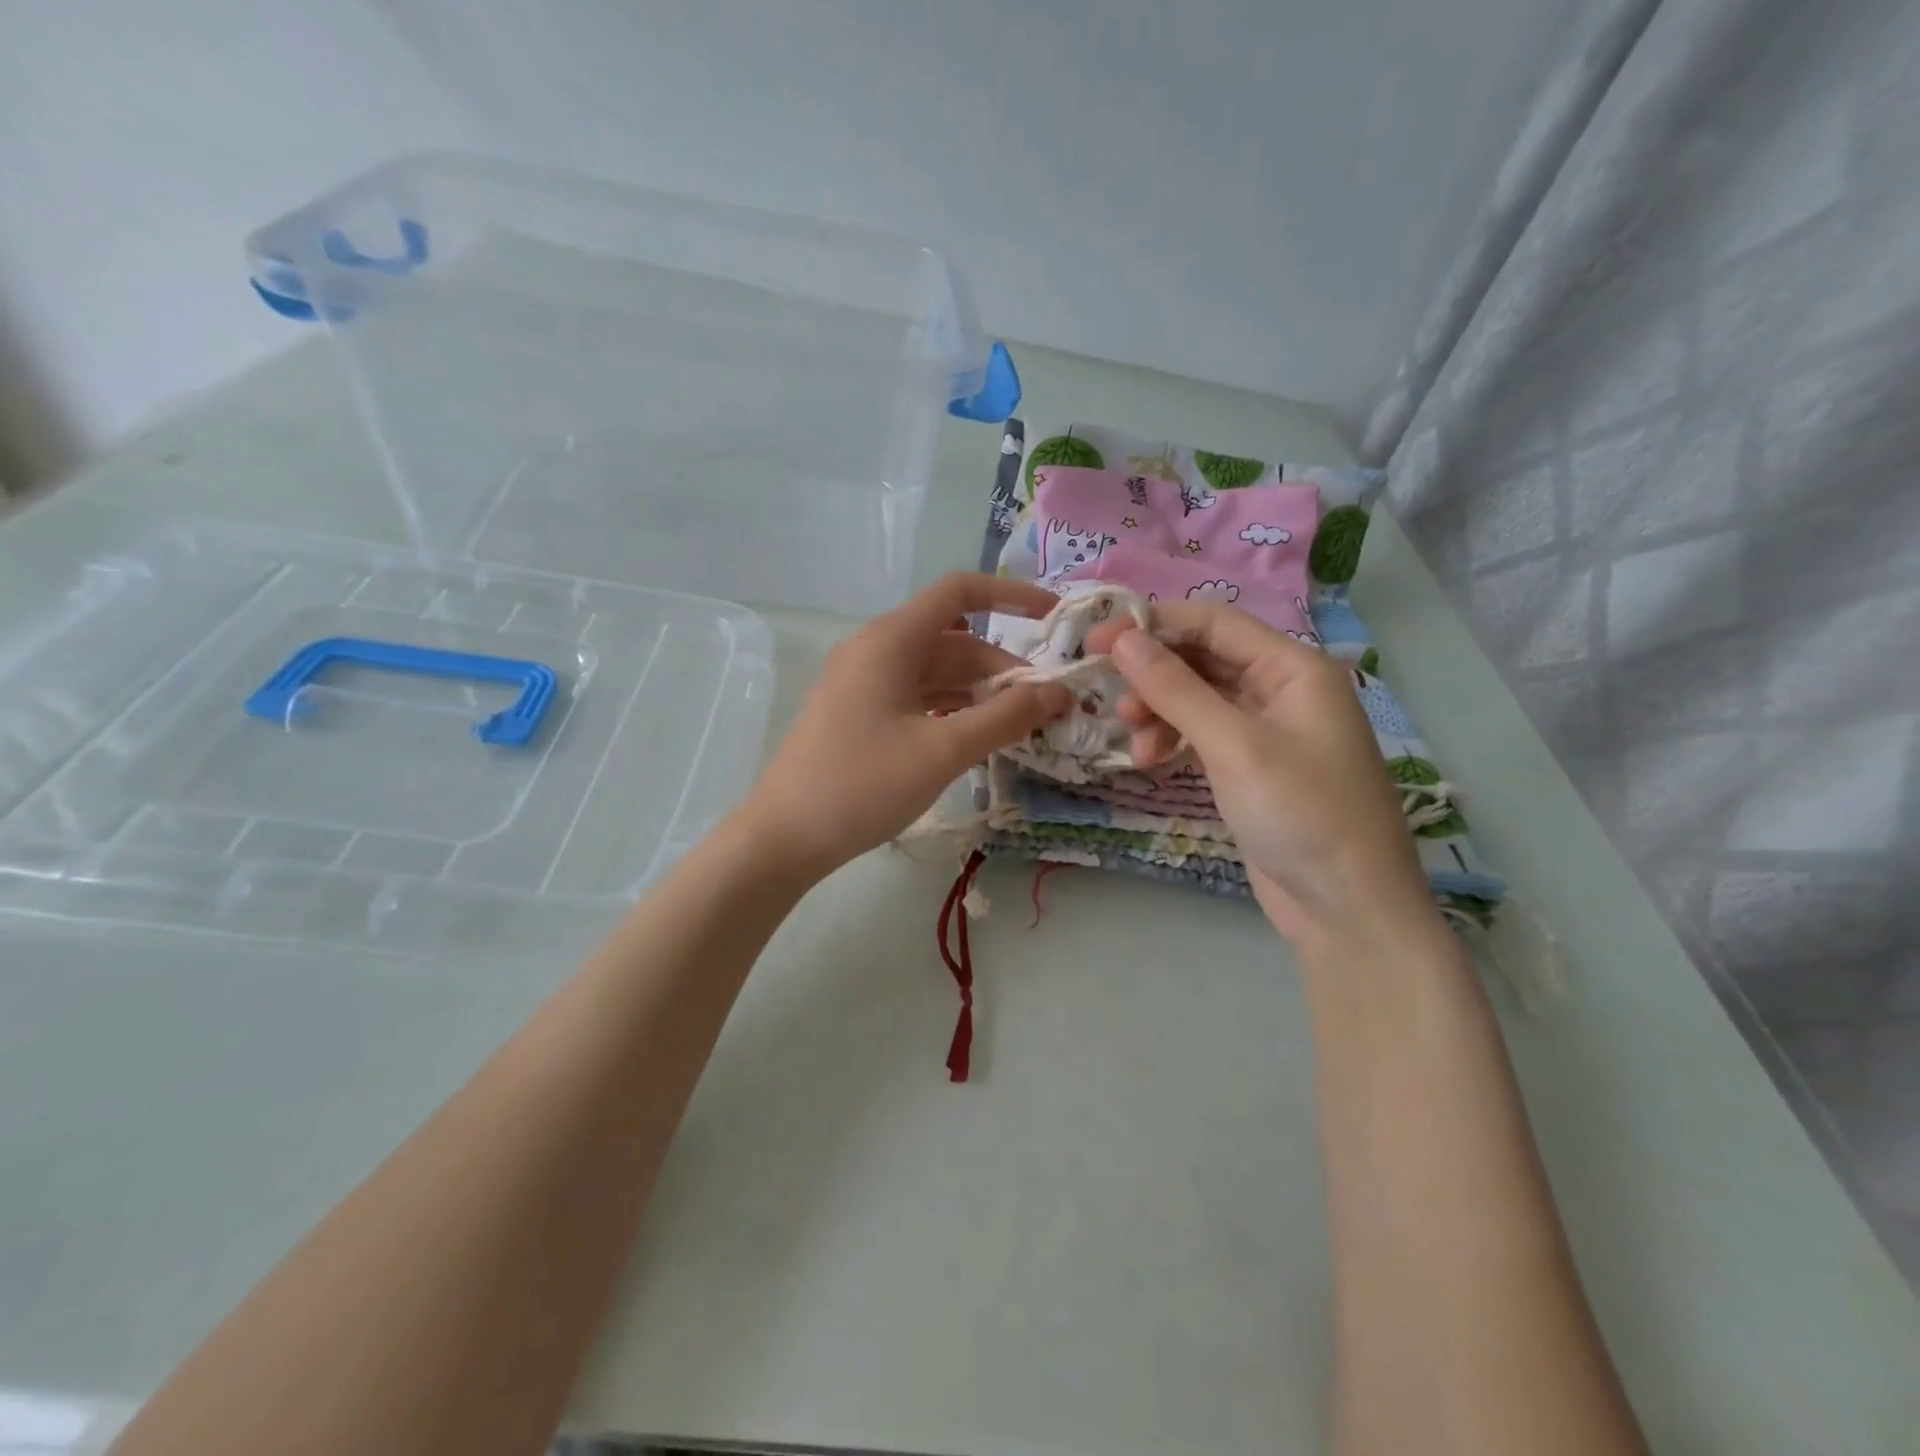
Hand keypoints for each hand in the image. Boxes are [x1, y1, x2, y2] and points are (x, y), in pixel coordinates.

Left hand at [742, 572, 1072, 878]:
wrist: (784, 836)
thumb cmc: (863, 785)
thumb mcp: (943, 751)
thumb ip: (1005, 717)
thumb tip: (1059, 692)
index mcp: (891, 640)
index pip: (959, 592)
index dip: (1011, 595)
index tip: (1053, 619)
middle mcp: (875, 650)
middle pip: (952, 641)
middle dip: (1000, 667)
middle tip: (1046, 707)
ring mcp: (863, 684)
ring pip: (935, 673)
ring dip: (978, 693)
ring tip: (1020, 726)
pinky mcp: (858, 714)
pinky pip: (916, 697)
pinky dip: (950, 710)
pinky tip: (977, 738)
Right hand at [1086, 603, 1439, 953]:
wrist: (1347, 909)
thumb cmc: (1301, 814)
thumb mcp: (1234, 746)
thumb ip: (1176, 689)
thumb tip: (1123, 640)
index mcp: (1293, 668)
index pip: (1214, 623)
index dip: (1154, 624)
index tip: (1098, 640)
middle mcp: (1282, 688)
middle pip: (1203, 658)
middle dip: (1154, 673)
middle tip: (1106, 693)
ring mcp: (1267, 729)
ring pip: (1197, 698)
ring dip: (1159, 710)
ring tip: (1131, 739)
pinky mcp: (1251, 766)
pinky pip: (1202, 734)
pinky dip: (1172, 740)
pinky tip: (1149, 760)